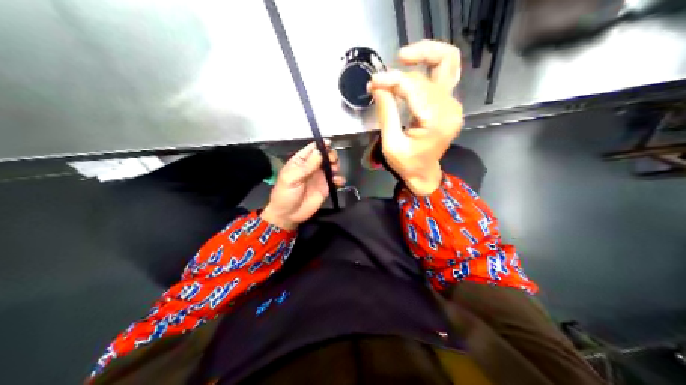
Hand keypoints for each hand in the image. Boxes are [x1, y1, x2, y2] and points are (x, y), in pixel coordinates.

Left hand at [260, 143, 346, 228]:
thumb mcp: (291, 178)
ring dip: (336, 166)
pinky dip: (340, 179)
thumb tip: (320, 152)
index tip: (330, 144)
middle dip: (331, 156)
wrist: (288, 215)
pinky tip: (337, 182)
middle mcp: (312, 167)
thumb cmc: (285, 194)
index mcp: (301, 161)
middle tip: (332, 162)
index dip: (321, 145)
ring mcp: (320, 177)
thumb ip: (306, 166)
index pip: (312, 148)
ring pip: (332, 166)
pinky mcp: (326, 187)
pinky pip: (336, 180)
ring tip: (334, 172)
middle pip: (325, 155)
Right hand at [367, 39, 463, 194]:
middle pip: (433, 70)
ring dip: (425, 54)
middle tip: (383, 74)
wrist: (424, 174)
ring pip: (446, 63)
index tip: (373, 82)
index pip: (415, 86)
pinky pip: (443, 73)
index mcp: (437, 122)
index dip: (392, 79)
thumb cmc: (407, 164)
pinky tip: (409, 68)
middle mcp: (450, 108)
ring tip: (402, 57)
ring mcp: (453, 104)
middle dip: (403, 70)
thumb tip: (377, 85)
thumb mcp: (391, 145)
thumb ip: (386, 113)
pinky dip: (426, 65)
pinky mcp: (449, 102)